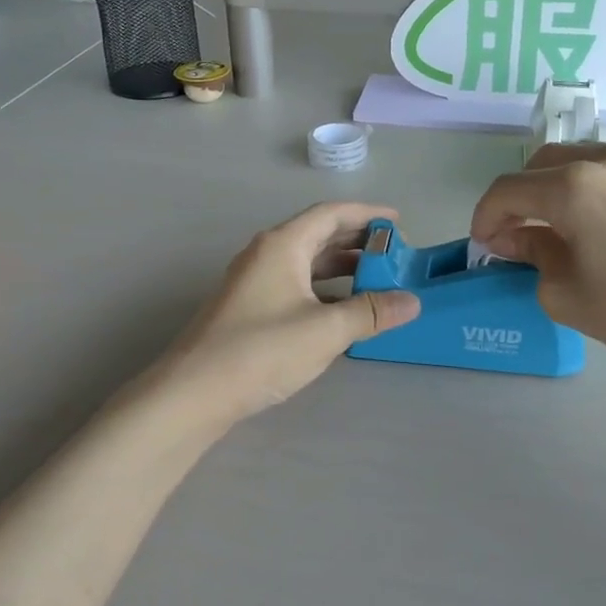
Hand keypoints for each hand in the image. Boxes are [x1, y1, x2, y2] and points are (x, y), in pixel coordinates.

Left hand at [161, 203, 420, 422]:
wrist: (194, 392)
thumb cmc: (261, 350)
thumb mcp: (325, 330)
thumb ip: (370, 312)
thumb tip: (412, 301)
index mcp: (283, 244)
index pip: (331, 214)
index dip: (368, 214)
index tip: (399, 222)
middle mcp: (266, 254)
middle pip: (318, 235)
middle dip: (357, 241)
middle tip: (394, 254)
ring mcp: (254, 281)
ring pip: (306, 262)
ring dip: (341, 267)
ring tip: (377, 280)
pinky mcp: (248, 307)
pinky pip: (295, 284)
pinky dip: (323, 289)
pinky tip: (342, 310)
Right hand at [471, 144, 605, 393]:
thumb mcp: (568, 294)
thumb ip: (532, 256)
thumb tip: (516, 238)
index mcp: (573, 187)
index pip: (507, 191)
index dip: (485, 218)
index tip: (484, 245)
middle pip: (541, 165)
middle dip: (519, 199)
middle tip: (516, 237)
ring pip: (578, 161)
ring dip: (555, 189)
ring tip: (559, 230)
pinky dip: (592, 188)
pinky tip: (602, 225)